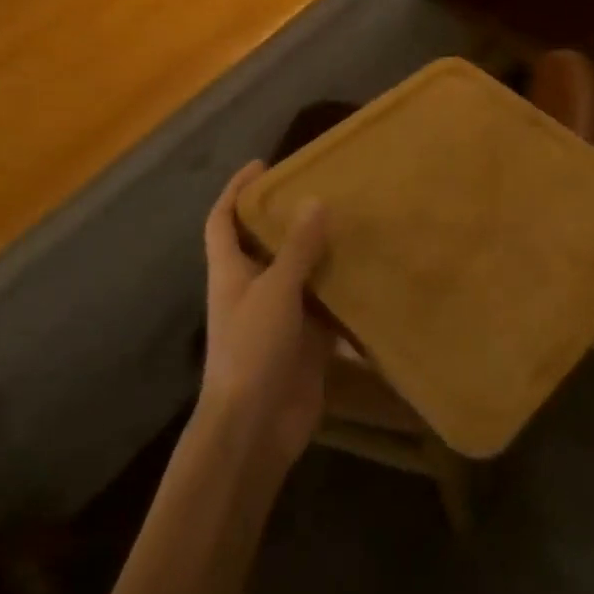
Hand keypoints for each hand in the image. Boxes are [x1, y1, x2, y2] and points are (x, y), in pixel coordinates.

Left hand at [199, 162, 332, 471]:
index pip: (222, 220)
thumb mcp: (275, 290)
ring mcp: (279, 317)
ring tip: (355, 225)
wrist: (256, 428)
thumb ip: (297, 248)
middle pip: (266, 244)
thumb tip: (314, 201)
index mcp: (230, 272)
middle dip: (288, 218)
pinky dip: (344, 294)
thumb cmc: (252, 349)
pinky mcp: (306, 342)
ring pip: (301, 274)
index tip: (262, 165)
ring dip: (322, 254)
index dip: (235, 190)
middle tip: (324, 190)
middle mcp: (252, 288)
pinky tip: (371, 276)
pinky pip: (327, 308)